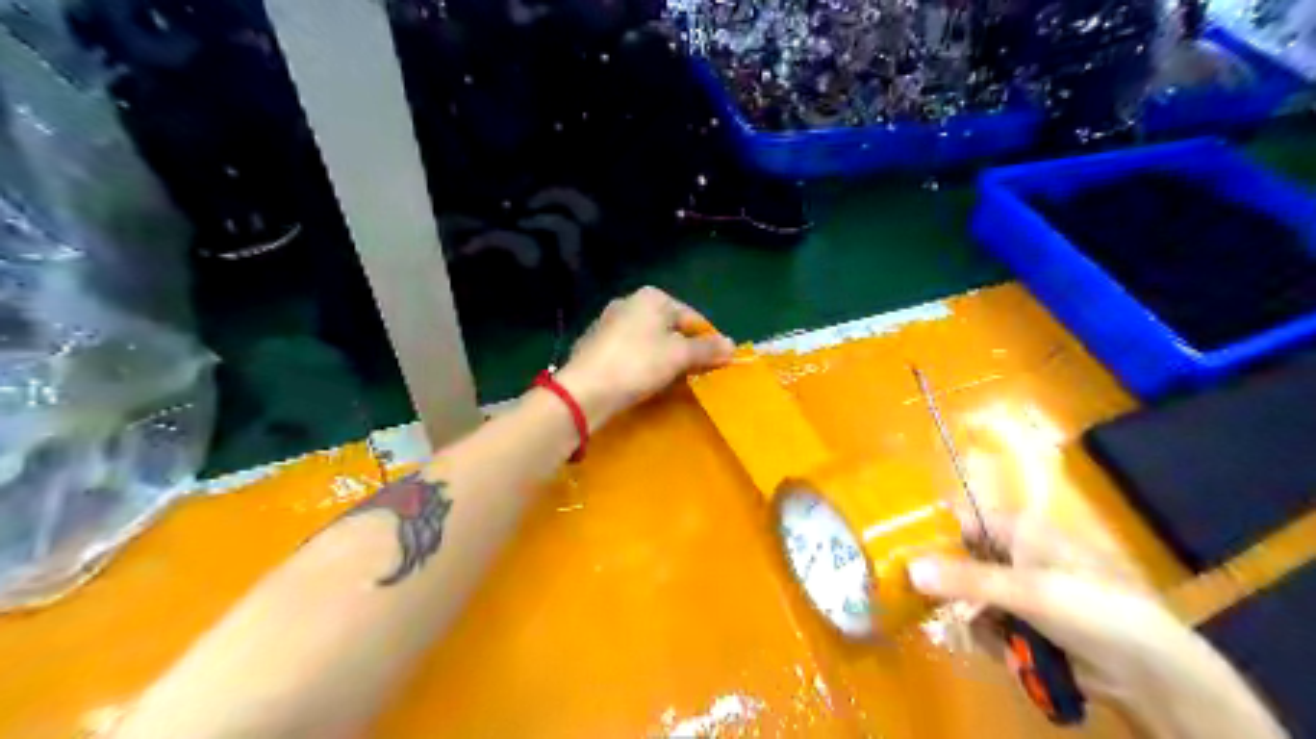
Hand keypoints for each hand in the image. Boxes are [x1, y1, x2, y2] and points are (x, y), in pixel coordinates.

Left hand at [556, 285, 739, 430]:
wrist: (584, 390)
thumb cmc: (638, 364)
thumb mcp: (679, 356)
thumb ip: (707, 349)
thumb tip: (733, 346)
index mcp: (652, 297)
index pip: (693, 317)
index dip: (708, 340)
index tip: (717, 364)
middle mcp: (629, 302)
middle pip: (670, 327)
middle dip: (685, 350)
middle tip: (696, 375)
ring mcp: (608, 322)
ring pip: (649, 340)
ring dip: (664, 358)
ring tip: (672, 382)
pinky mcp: (595, 344)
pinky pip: (630, 352)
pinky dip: (641, 364)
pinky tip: (643, 382)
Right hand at [907, 514, 1285, 737]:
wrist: (1152, 671)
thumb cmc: (1092, 609)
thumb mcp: (1026, 590)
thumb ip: (965, 579)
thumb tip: (908, 569)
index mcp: (1018, 530)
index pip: (961, 520)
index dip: (933, 535)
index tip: (904, 556)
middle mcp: (1015, 555)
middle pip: (960, 562)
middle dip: (951, 589)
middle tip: (934, 607)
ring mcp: (1021, 591)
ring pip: (971, 598)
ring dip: (975, 620)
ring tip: (995, 639)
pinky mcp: (1028, 623)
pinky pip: (990, 625)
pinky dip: (993, 639)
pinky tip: (1011, 653)